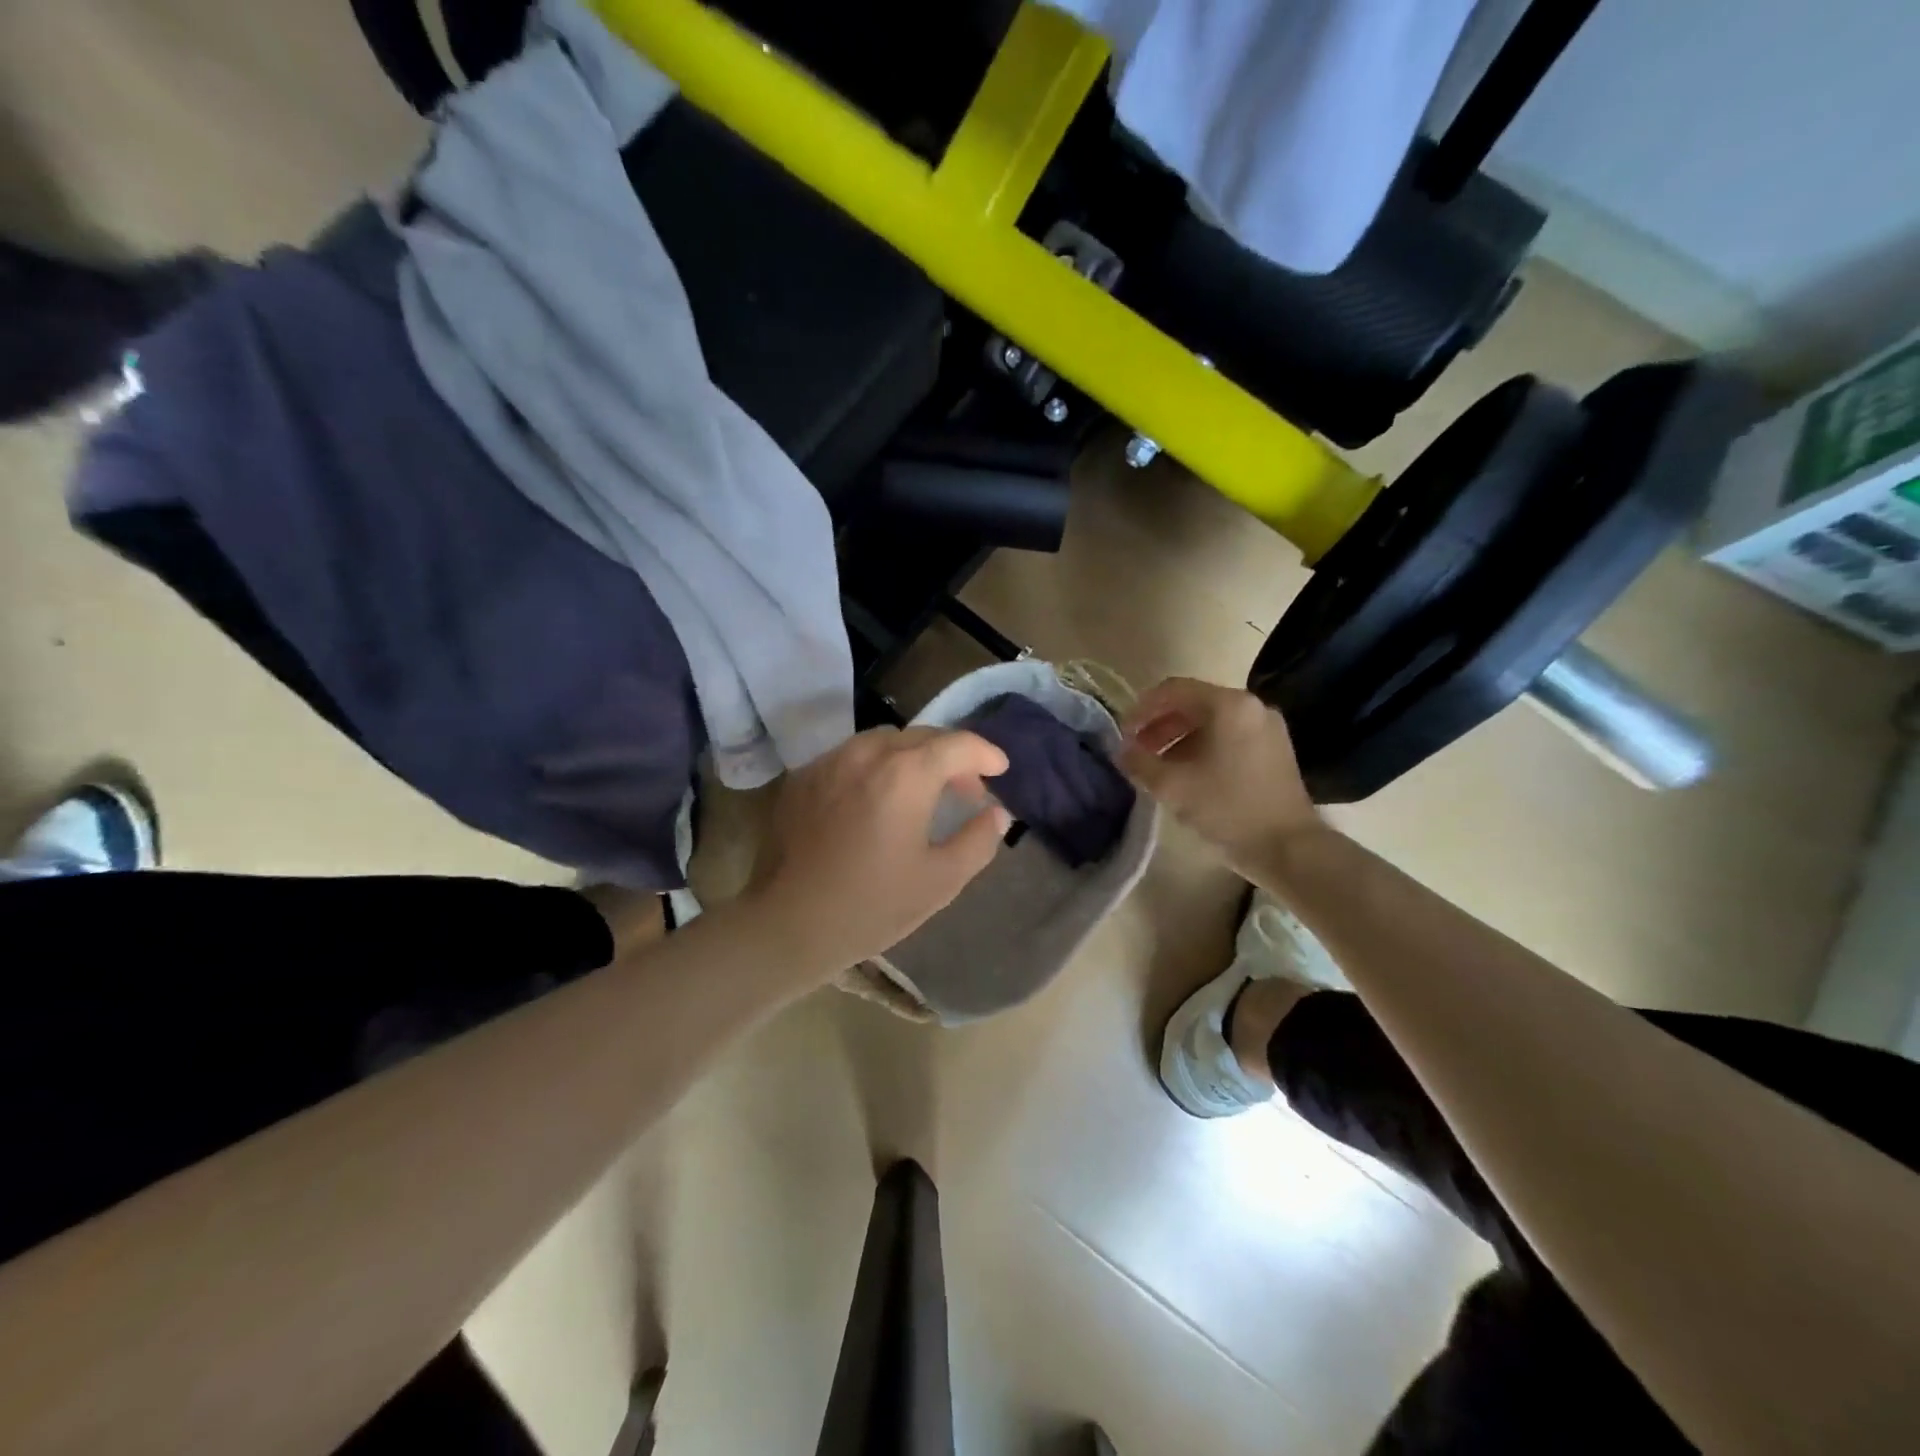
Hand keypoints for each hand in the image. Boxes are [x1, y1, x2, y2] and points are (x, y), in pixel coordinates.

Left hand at [747, 727, 1011, 977]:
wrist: (788, 924)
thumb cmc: (872, 905)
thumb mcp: (941, 881)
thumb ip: (978, 840)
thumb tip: (997, 813)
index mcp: (905, 774)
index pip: (957, 744)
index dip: (985, 753)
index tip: (1000, 770)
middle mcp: (866, 753)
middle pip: (921, 736)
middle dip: (951, 755)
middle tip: (966, 789)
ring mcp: (830, 761)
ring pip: (884, 741)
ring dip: (914, 757)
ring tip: (923, 791)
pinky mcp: (803, 777)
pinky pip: (852, 756)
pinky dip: (877, 766)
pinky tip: (878, 799)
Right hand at [1116, 677, 1319, 874]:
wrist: (1289, 848)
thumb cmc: (1228, 809)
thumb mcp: (1172, 786)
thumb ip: (1139, 761)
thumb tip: (1121, 750)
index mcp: (1228, 705)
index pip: (1173, 690)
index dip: (1141, 709)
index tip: (1123, 734)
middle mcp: (1251, 706)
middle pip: (1193, 703)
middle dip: (1159, 725)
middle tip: (1137, 751)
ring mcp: (1267, 728)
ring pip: (1211, 721)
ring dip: (1178, 737)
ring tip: (1158, 766)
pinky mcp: (1274, 750)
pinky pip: (1229, 736)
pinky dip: (1202, 747)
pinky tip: (1188, 774)